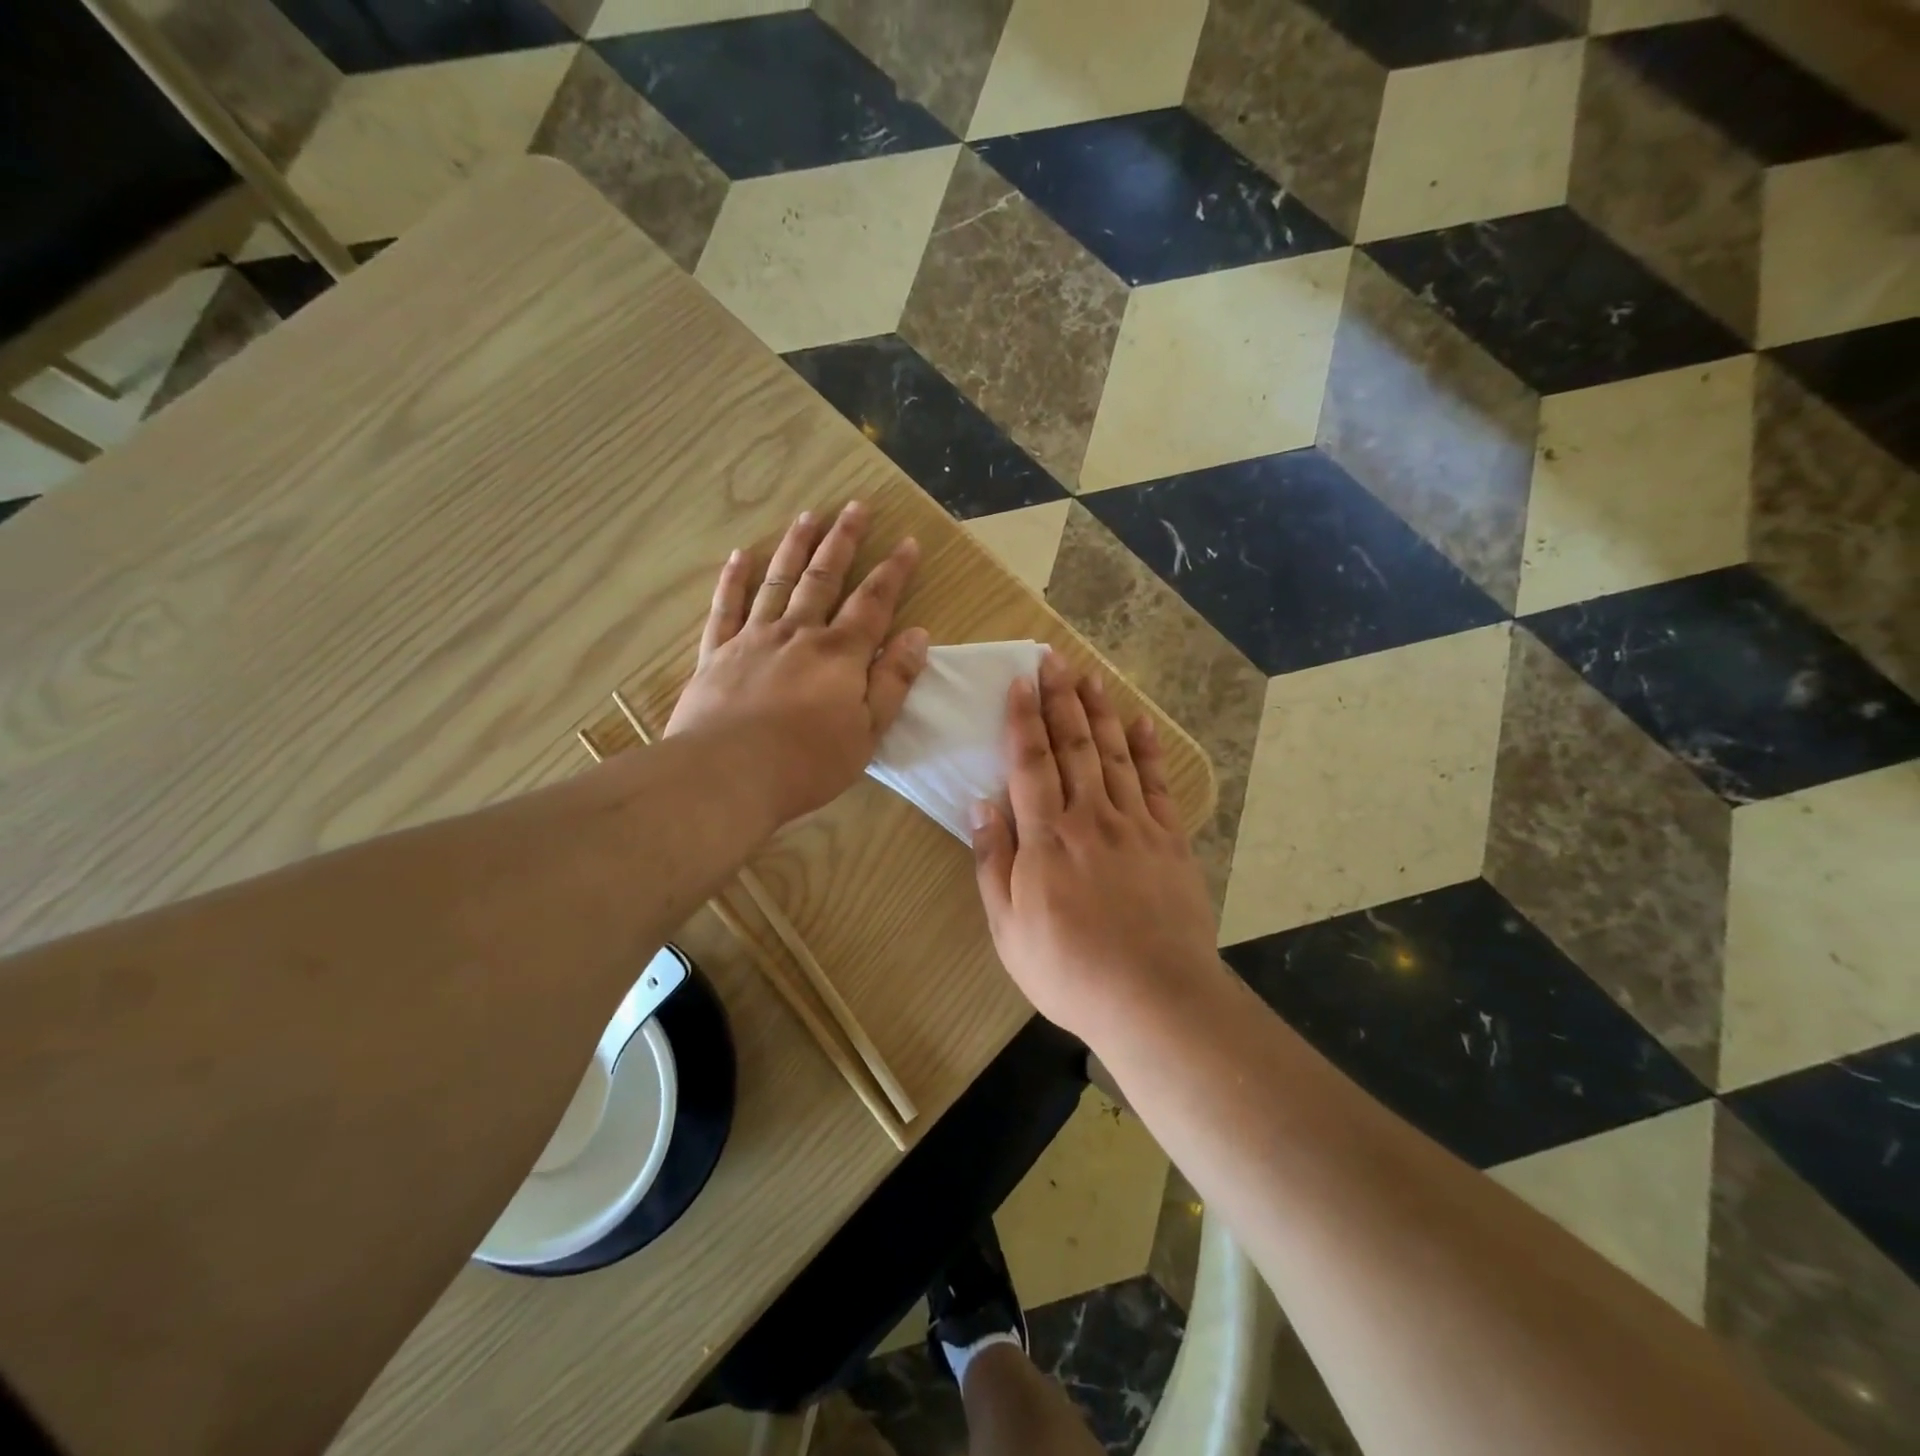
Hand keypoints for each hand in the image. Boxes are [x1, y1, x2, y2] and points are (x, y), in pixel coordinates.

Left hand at [665, 502, 927, 824]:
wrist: (727, 775)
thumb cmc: (807, 762)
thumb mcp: (868, 731)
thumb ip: (893, 681)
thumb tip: (918, 635)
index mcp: (840, 654)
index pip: (873, 602)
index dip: (893, 571)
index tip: (906, 542)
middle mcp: (798, 633)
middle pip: (824, 578)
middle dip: (843, 541)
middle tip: (855, 506)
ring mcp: (753, 639)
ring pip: (777, 581)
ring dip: (794, 546)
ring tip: (808, 515)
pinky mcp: (716, 654)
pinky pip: (726, 607)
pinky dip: (733, 580)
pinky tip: (739, 556)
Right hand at [970, 653, 1219, 1042]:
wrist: (1153, 997)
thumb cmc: (1068, 968)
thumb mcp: (1008, 926)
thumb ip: (993, 861)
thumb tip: (981, 803)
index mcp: (1047, 836)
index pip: (1031, 762)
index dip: (1024, 718)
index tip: (1020, 681)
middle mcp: (1091, 817)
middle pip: (1074, 746)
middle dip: (1061, 699)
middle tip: (1054, 659)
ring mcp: (1135, 825)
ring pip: (1114, 754)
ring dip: (1100, 712)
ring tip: (1090, 675)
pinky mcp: (1170, 840)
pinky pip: (1156, 784)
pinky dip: (1148, 750)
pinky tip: (1141, 723)